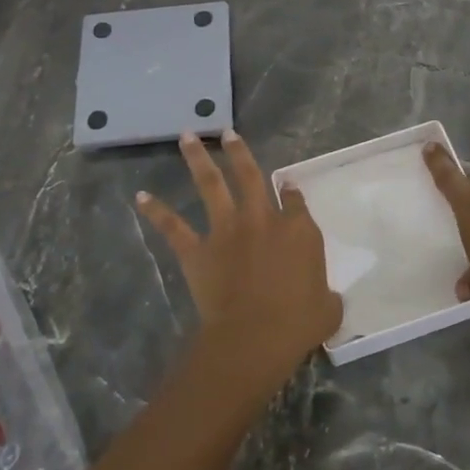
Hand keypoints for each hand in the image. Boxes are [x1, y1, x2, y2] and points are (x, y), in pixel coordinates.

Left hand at [136, 130, 342, 383]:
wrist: (255, 336)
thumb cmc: (299, 323)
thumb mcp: (328, 307)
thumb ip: (327, 293)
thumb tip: (326, 296)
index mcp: (298, 231)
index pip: (295, 201)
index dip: (291, 190)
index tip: (287, 183)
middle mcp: (262, 220)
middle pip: (250, 176)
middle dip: (239, 152)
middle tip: (228, 133)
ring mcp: (227, 231)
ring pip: (211, 186)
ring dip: (198, 159)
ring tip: (187, 137)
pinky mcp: (198, 250)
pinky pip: (173, 227)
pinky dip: (156, 211)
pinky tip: (141, 196)